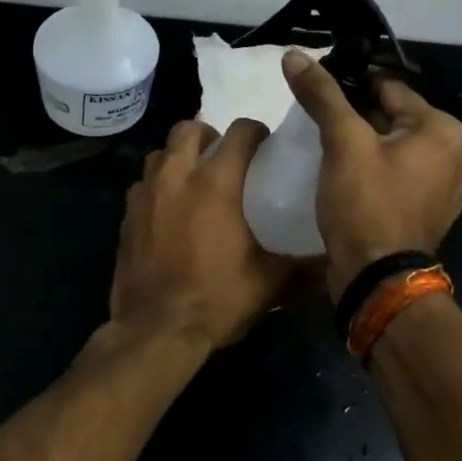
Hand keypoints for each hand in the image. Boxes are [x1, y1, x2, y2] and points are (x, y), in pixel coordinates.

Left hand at [108, 118, 294, 352]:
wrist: (154, 331)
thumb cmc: (215, 300)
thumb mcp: (270, 285)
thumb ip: (306, 268)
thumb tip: (335, 262)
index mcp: (215, 183)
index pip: (239, 132)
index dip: (256, 132)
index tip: (265, 145)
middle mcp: (176, 177)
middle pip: (188, 129)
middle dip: (209, 135)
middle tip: (225, 157)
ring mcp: (145, 194)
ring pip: (160, 153)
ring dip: (179, 156)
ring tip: (194, 179)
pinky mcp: (127, 215)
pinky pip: (142, 184)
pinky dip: (158, 185)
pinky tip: (169, 210)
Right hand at [282, 49, 461, 298]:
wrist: (377, 281)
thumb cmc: (366, 204)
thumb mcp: (342, 142)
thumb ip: (321, 94)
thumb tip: (295, 54)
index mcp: (443, 130)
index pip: (388, 88)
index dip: (349, 84)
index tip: (316, 89)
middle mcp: (455, 154)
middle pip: (393, 117)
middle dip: (357, 116)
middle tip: (316, 119)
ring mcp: (446, 188)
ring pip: (394, 148)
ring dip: (365, 145)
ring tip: (326, 147)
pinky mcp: (429, 212)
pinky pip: (398, 176)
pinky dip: (375, 170)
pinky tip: (346, 177)